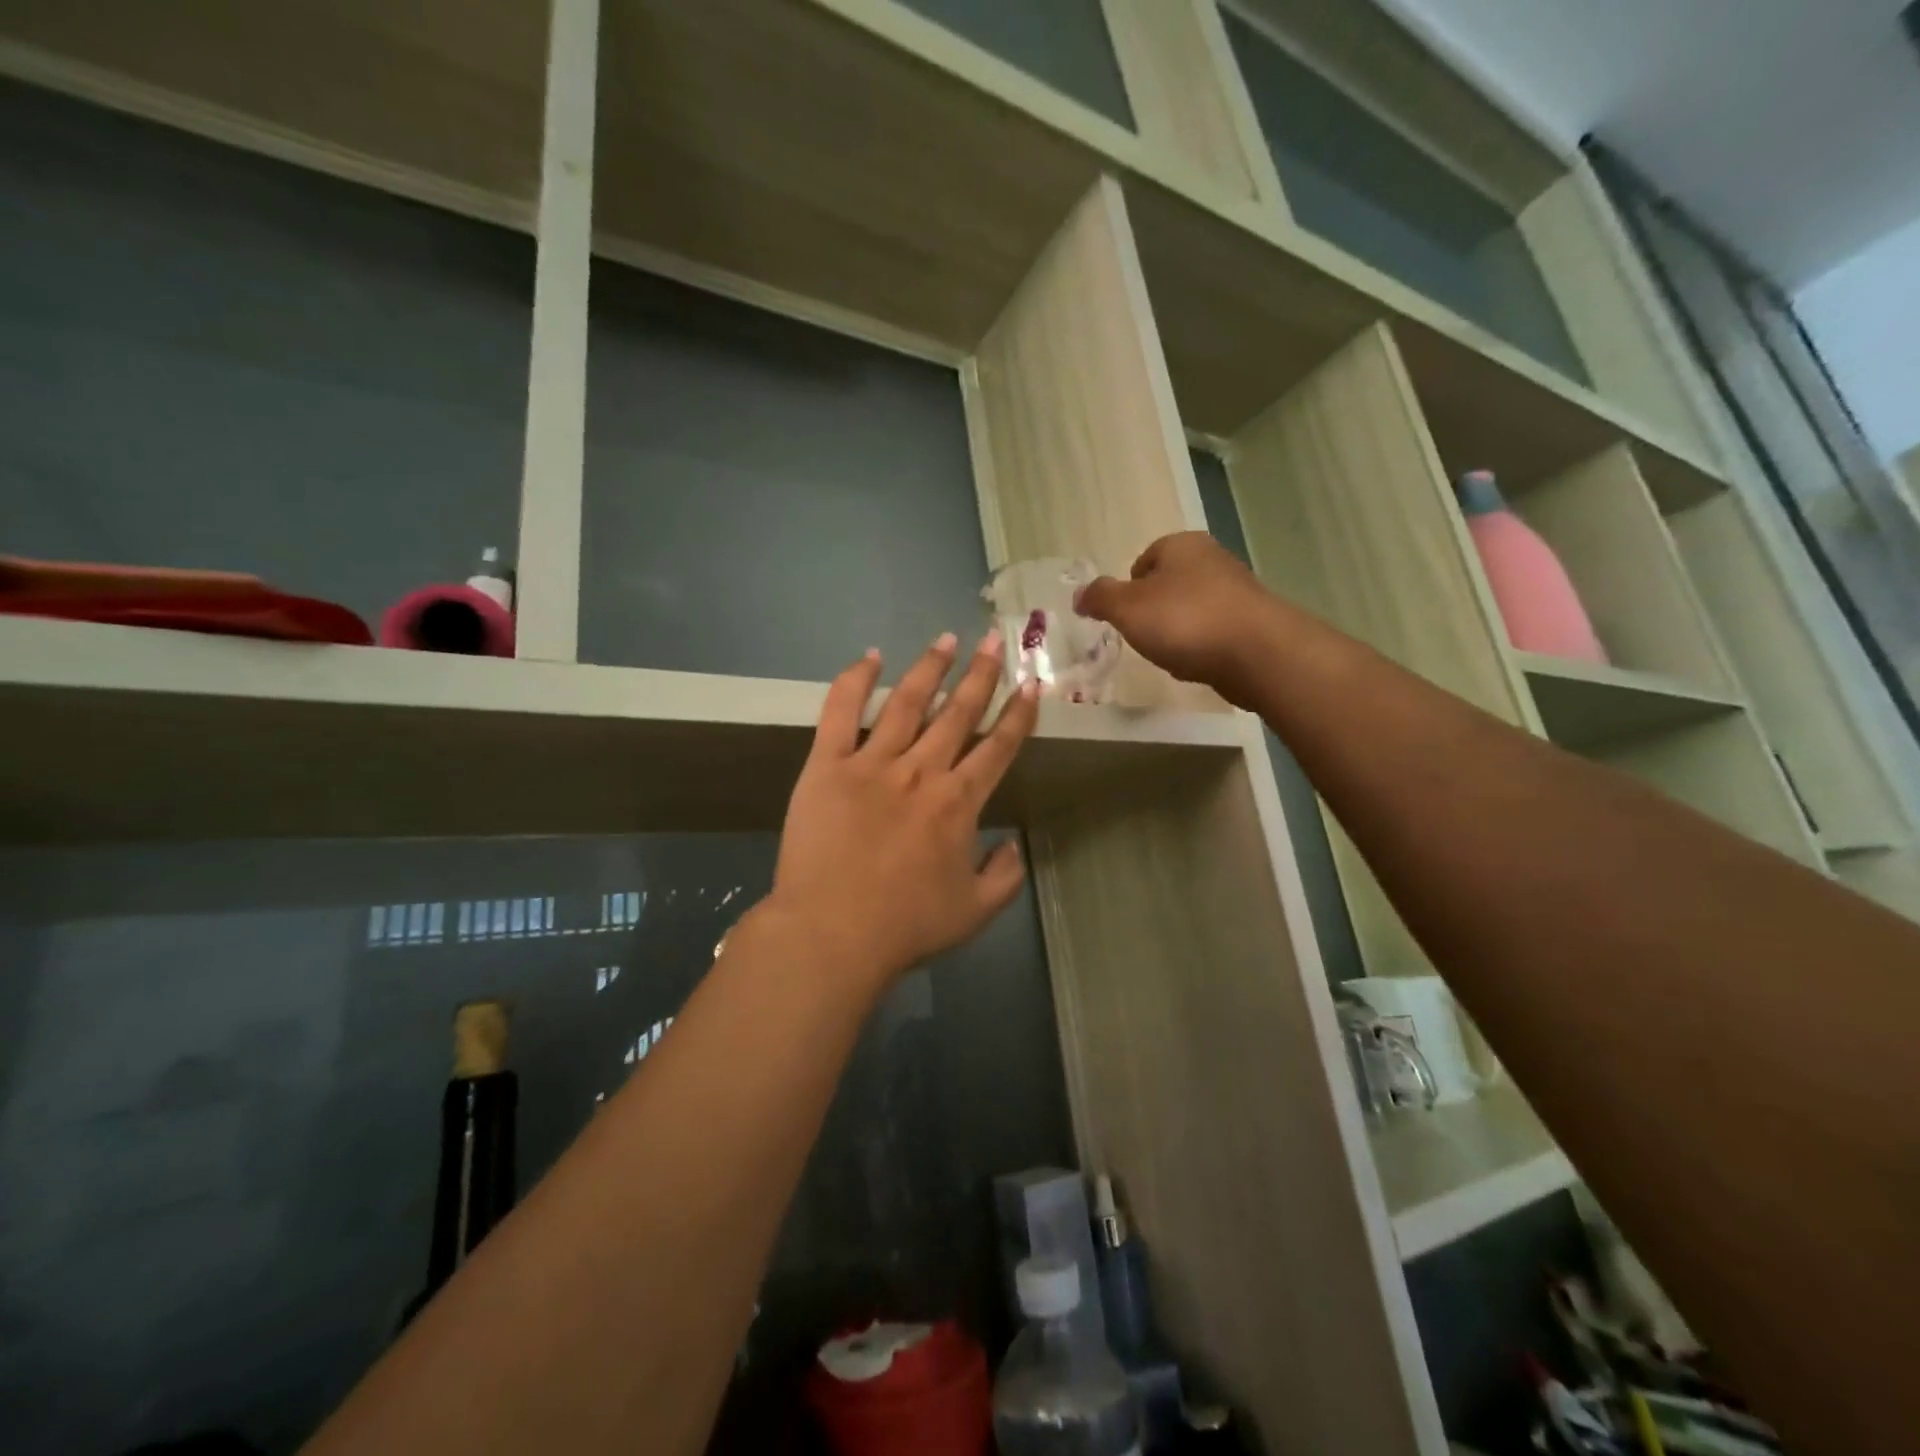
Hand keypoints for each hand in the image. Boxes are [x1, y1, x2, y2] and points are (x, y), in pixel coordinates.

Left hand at [759, 631, 1040, 993]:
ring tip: (946, 639)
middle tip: (995, 640)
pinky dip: (855, 681)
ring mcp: (872, 763)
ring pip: (908, 702)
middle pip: (959, 713)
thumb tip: (1012, 844)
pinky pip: (840, 712)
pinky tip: (870, 658)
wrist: (832, 933)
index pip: (998, 746)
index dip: (1018, 713)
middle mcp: (922, 771)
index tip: (1031, 683)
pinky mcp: (827, 765)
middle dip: (982, 674)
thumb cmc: (906, 926)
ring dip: (931, 667)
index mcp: (959, 802)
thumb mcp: (975, 911)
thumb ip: (1004, 876)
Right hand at [1076, 532, 1277, 704]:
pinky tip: (1197, 665)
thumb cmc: (1185, 621)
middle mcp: (1212, 559)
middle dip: (1153, 611)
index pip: (1144, 559)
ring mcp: (1237, 590)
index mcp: (1182, 545)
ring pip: (1191, 609)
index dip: (1128, 588)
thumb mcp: (1127, 608)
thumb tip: (1079, 595)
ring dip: (1177, 631)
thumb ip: (1100, 598)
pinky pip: (1213, 632)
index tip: (1124, 617)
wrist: (1258, 653)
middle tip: (1143, 637)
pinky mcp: (1253, 622)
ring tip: (1171, 655)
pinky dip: (1201, 647)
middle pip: (1169, 584)